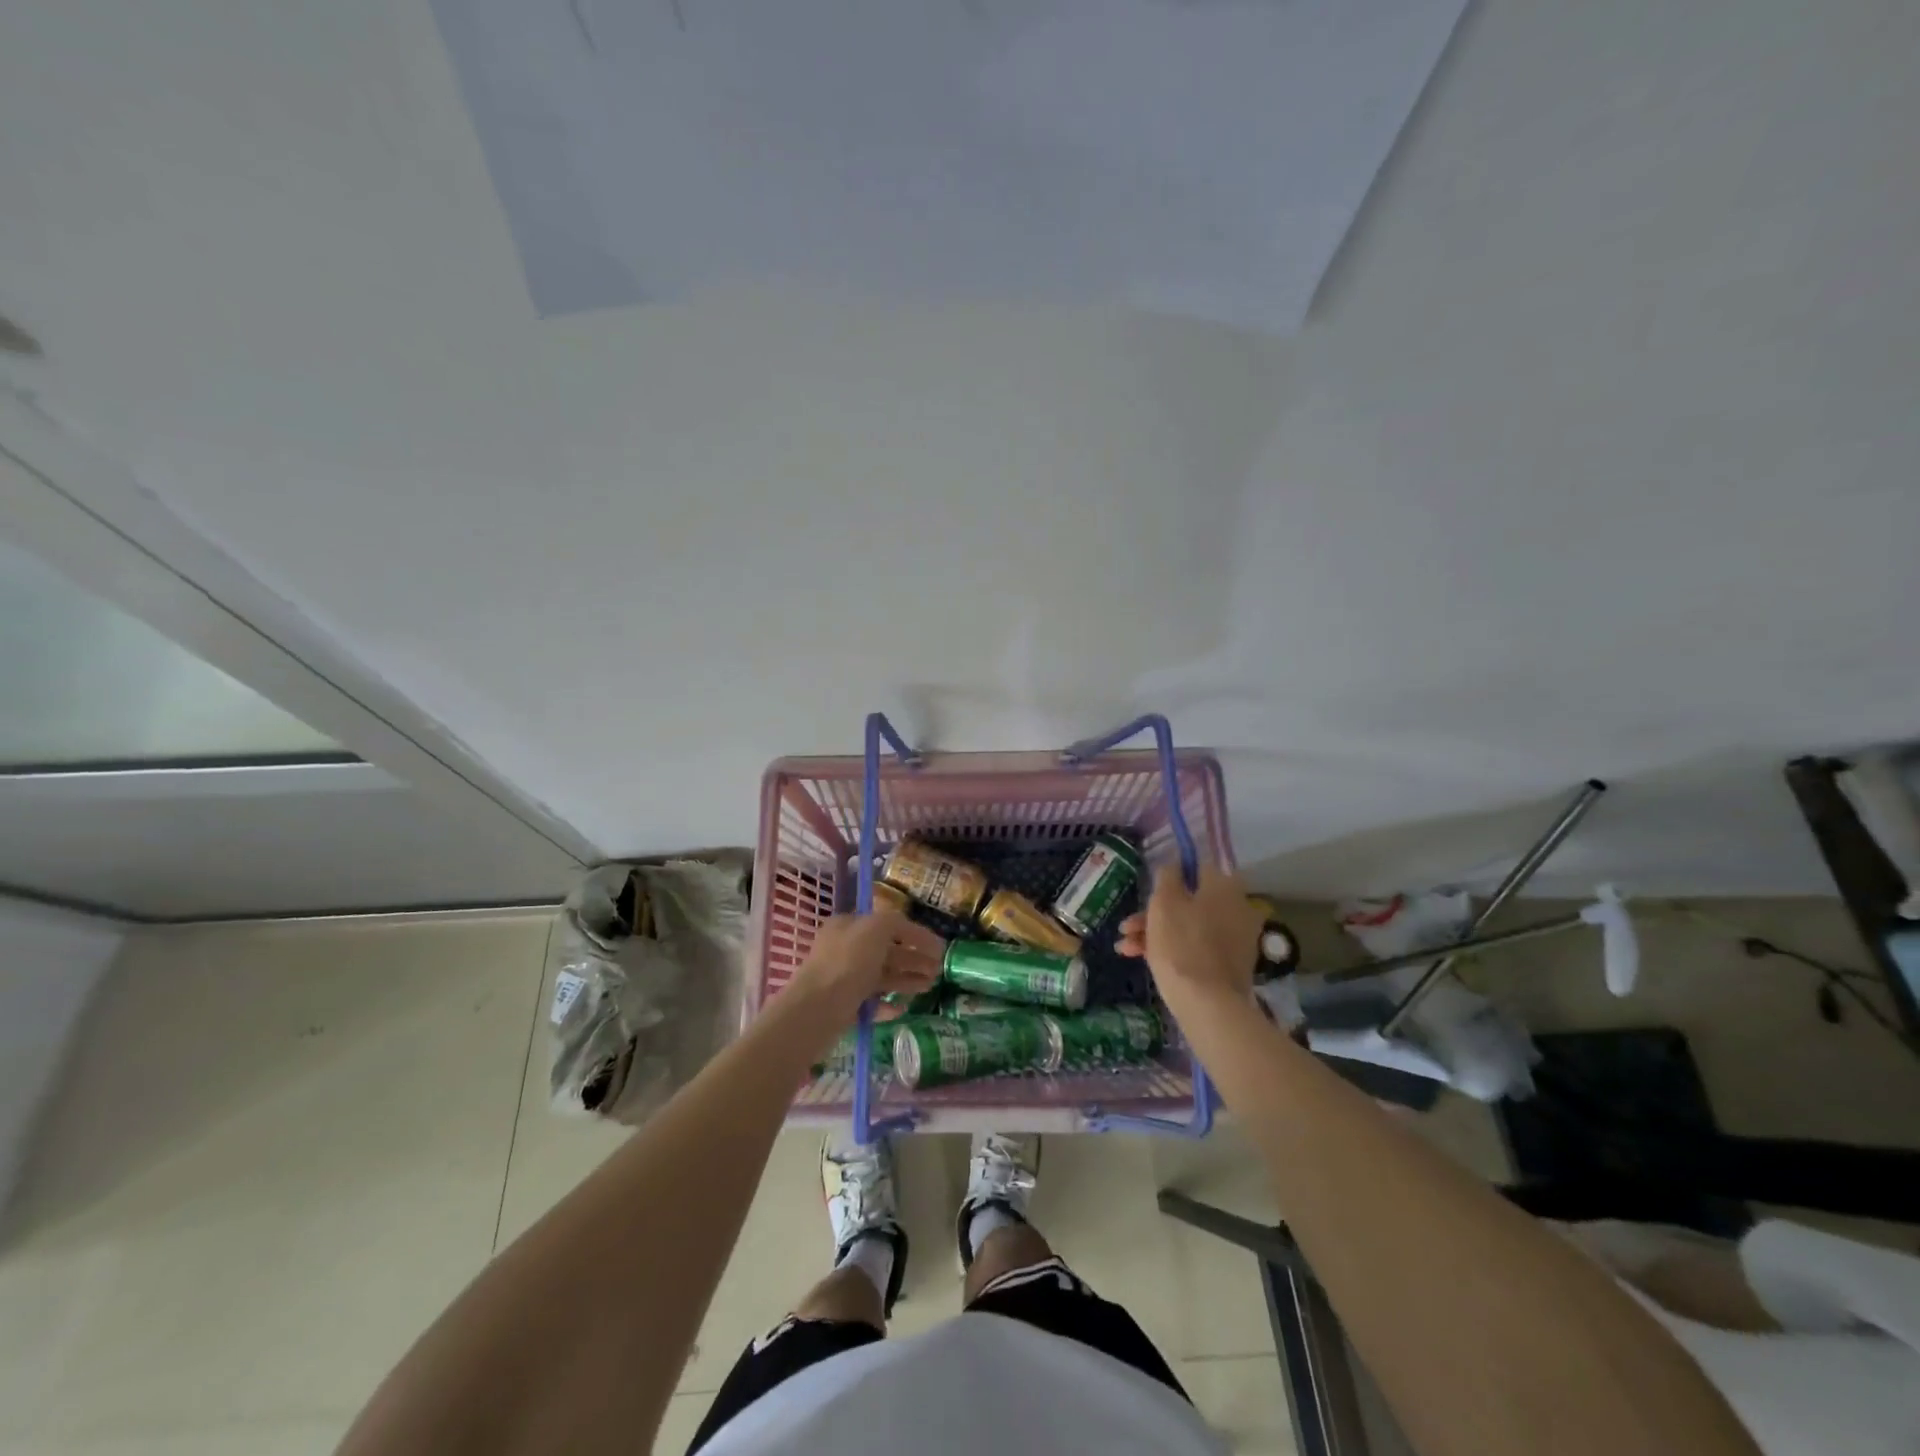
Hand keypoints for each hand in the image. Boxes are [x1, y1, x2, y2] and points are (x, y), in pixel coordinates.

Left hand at [787, 908, 943, 1021]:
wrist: (817, 1009)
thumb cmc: (848, 962)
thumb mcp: (876, 928)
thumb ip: (897, 923)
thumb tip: (911, 933)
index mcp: (849, 926)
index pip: (887, 924)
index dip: (915, 934)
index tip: (939, 946)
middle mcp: (845, 949)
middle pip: (887, 951)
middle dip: (914, 958)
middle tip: (939, 969)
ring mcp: (843, 979)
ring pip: (882, 976)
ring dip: (907, 979)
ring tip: (930, 987)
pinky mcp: (844, 1006)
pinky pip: (871, 1002)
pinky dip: (889, 1004)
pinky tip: (904, 1008)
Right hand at [1116, 862, 1264, 1013]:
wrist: (1207, 1004)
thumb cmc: (1181, 944)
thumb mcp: (1164, 902)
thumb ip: (1167, 876)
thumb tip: (1174, 866)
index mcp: (1224, 886)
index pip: (1195, 868)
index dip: (1168, 878)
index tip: (1148, 893)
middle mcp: (1237, 907)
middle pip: (1189, 901)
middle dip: (1154, 913)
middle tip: (1128, 926)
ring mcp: (1236, 938)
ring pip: (1190, 926)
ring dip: (1156, 932)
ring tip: (1125, 947)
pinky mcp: (1231, 965)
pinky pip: (1198, 947)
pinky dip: (1173, 949)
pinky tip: (1142, 959)